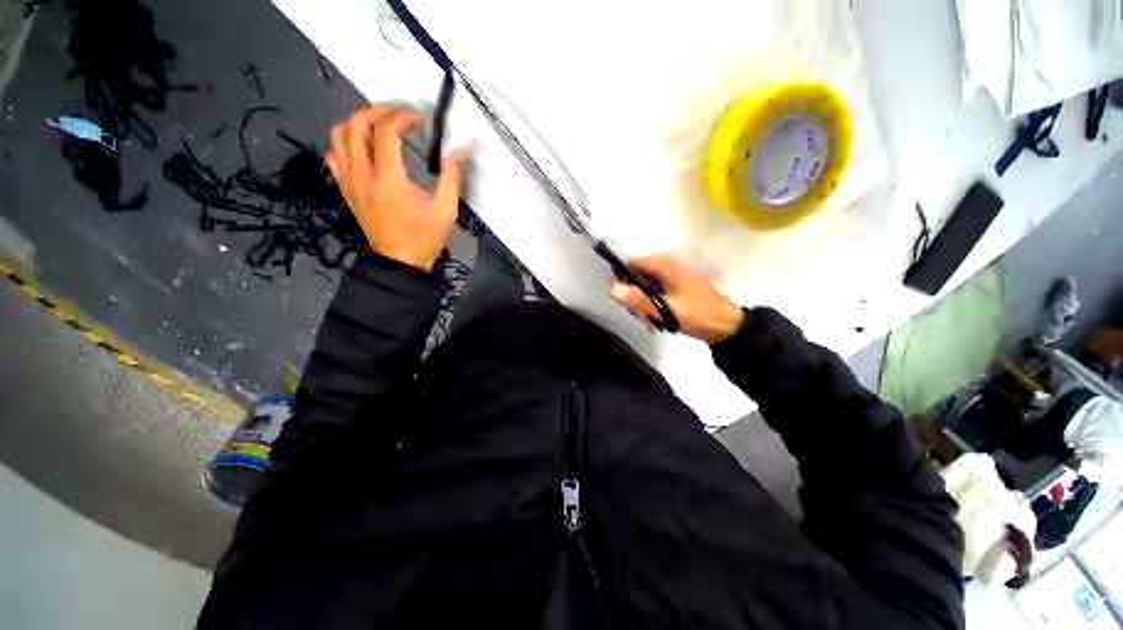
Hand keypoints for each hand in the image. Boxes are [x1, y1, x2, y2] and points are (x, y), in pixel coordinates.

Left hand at [327, 105, 464, 270]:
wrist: (400, 262)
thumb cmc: (424, 238)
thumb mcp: (446, 211)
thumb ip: (452, 179)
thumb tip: (459, 152)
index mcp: (389, 179)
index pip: (386, 132)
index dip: (403, 117)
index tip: (420, 119)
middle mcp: (363, 174)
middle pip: (357, 125)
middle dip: (378, 111)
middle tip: (399, 115)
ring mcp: (349, 181)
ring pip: (340, 135)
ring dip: (359, 122)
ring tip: (380, 125)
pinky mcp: (346, 188)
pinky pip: (335, 155)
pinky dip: (346, 142)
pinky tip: (363, 146)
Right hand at [609, 256, 745, 344]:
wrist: (728, 327)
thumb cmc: (698, 314)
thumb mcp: (667, 309)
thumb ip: (639, 300)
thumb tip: (612, 289)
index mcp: (665, 266)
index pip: (632, 265)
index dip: (622, 280)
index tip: (621, 299)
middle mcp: (667, 269)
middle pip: (637, 278)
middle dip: (634, 298)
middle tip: (642, 316)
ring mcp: (672, 280)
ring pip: (645, 289)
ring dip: (644, 306)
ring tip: (653, 321)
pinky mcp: (675, 291)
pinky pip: (655, 296)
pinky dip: (653, 308)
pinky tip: (658, 321)